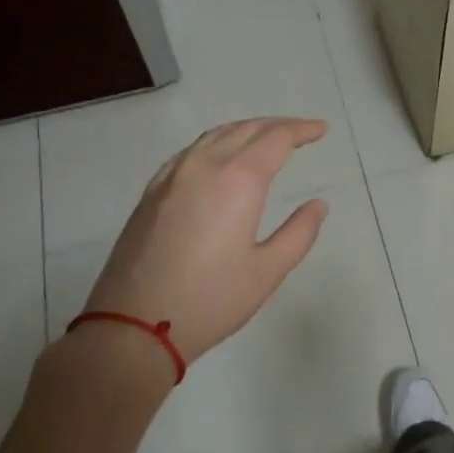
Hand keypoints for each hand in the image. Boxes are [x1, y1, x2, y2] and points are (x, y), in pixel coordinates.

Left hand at [81, 118, 330, 365]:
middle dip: (277, 125)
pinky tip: (219, 159)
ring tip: (266, 139)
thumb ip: (298, 233)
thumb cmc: (210, 300)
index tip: (321, 129)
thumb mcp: (267, 271)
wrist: (132, 326)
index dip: (301, 130)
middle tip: (301, 132)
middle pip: (245, 129)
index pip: (276, 138)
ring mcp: (172, 176)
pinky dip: (216, 143)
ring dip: (245, 130)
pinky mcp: (151, 193)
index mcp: (238, 179)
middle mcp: (204, 166)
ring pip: (214, 135)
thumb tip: (318, 205)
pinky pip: (190, 152)